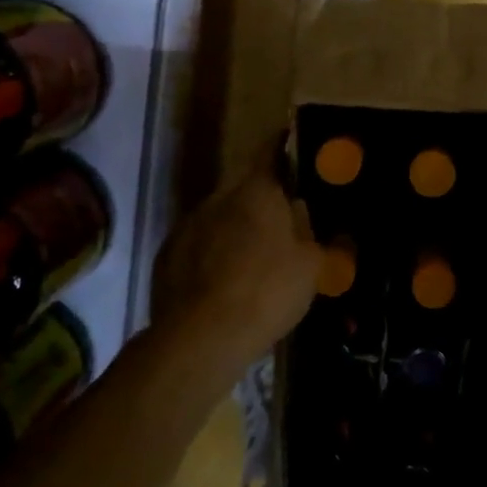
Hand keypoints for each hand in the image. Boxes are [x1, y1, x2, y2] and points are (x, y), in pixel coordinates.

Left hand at [151, 136, 320, 376]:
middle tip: (285, 220)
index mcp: (257, 190)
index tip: (297, 151)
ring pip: (221, 215)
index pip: (271, 151)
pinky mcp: (168, 255)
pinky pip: (199, 243)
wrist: (201, 338)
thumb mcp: (312, 266)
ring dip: (237, 227)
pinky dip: (213, 253)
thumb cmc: (267, 291)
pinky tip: (225, 280)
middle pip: (246, 186)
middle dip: (264, 199)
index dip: (285, 148)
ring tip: (254, 257)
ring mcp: (189, 224)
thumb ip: (318, 236)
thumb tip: (317, 219)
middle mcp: (219, 196)